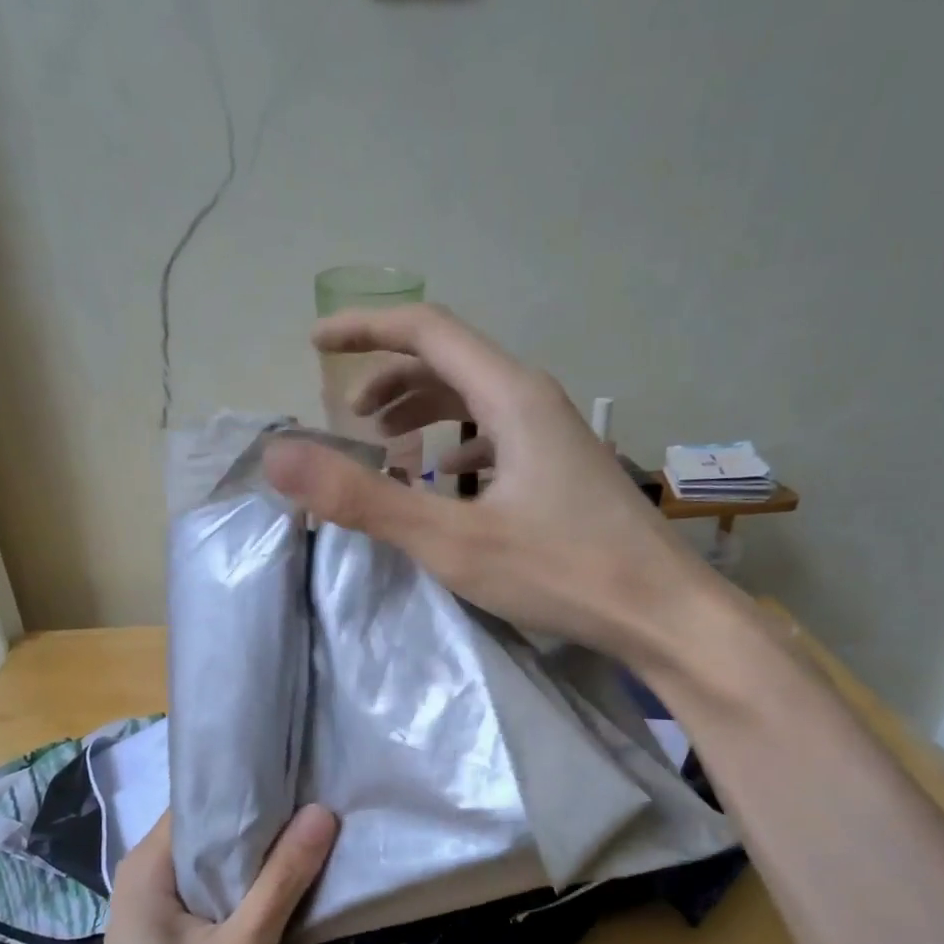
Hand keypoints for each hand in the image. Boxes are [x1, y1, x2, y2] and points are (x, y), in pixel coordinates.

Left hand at [69, 807, 337, 943]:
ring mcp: (165, 925)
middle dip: (282, 912)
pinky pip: (230, 942)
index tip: (309, 813)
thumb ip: (285, 877)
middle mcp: (155, 885)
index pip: (209, 803)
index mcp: (153, 866)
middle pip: (235, 865)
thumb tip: (321, 810)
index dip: (261, 803)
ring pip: (240, 909)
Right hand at [264, 304, 723, 668]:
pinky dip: (460, 450)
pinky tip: (450, 484)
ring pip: (478, 405)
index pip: (427, 330)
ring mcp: (558, 439)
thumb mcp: (453, 540)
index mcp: (512, 397)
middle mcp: (537, 402)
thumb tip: (280, 458)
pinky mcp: (566, 475)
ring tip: (387, 452)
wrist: (663, 613)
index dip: (365, 329)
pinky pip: (500, 441)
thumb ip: (365, 499)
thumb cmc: (563, 572)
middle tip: (349, 419)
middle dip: (391, 382)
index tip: (315, 345)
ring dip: (426, 417)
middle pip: (452, 364)